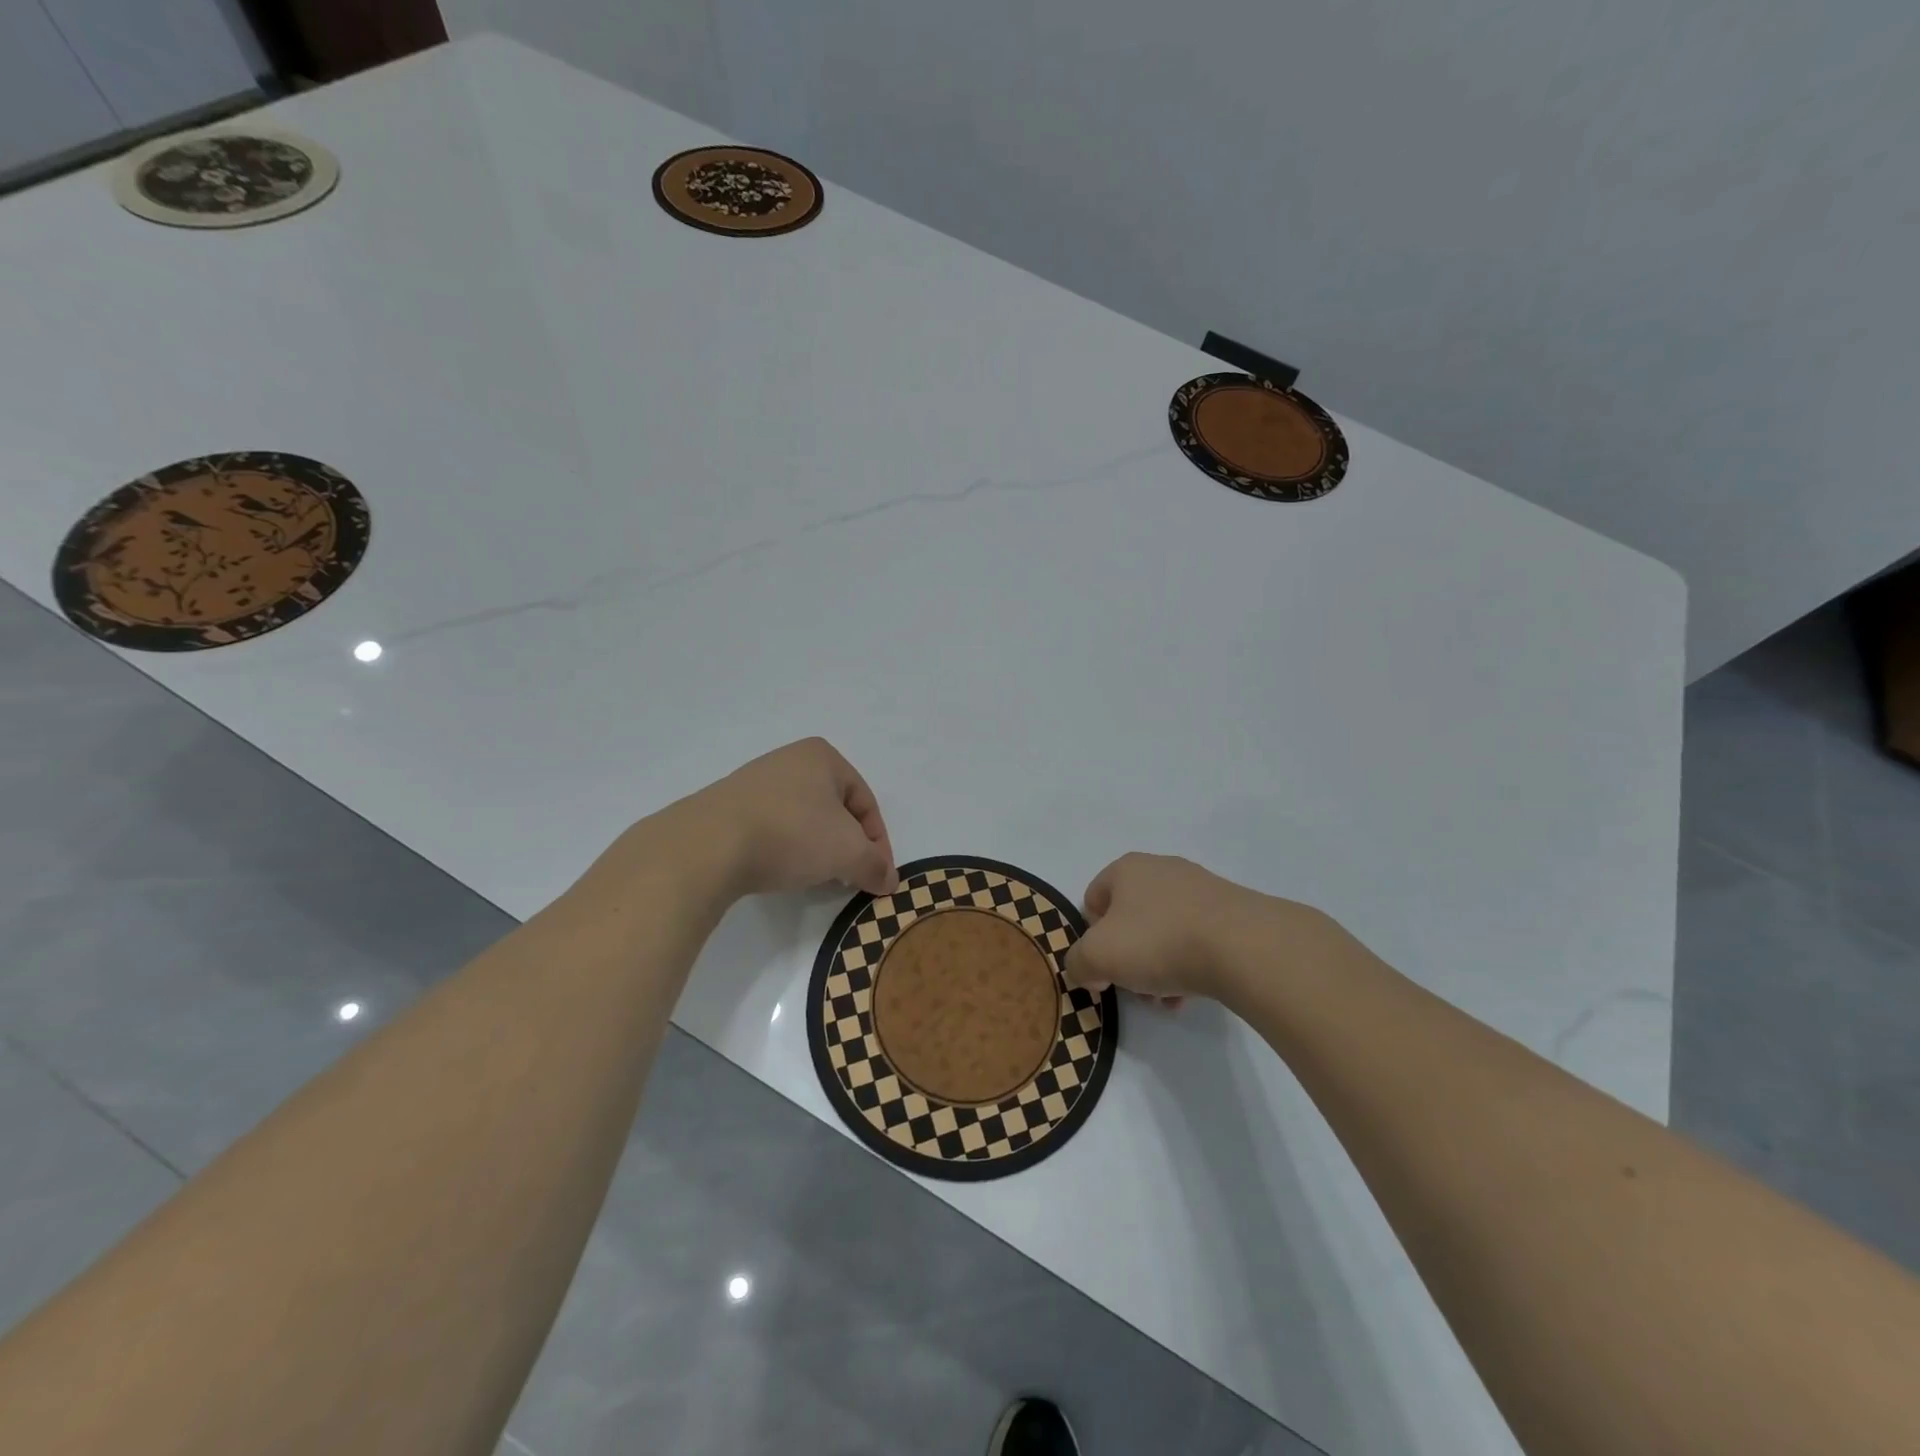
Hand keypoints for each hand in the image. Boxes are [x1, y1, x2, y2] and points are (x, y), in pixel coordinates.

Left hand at [684, 738, 897, 898]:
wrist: (707, 845)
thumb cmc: (791, 834)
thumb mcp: (848, 852)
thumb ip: (875, 865)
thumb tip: (888, 881)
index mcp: (822, 756)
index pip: (866, 802)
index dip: (878, 842)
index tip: (879, 877)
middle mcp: (789, 760)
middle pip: (835, 809)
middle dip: (847, 845)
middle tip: (850, 876)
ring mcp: (755, 782)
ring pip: (803, 819)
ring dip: (817, 849)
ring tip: (817, 877)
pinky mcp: (728, 807)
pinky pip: (772, 828)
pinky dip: (785, 849)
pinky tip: (781, 870)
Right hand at [1064, 852, 1318, 1004]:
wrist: (1243, 946)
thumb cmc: (1158, 942)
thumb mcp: (1097, 957)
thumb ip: (1077, 963)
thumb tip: (1087, 970)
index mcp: (1126, 869)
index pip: (1093, 899)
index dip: (1091, 936)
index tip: (1103, 967)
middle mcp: (1162, 869)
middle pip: (1130, 919)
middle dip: (1128, 958)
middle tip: (1135, 988)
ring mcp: (1200, 888)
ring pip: (1163, 932)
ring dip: (1158, 967)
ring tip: (1168, 999)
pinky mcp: (1231, 911)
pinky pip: (1197, 939)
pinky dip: (1189, 965)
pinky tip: (1194, 993)